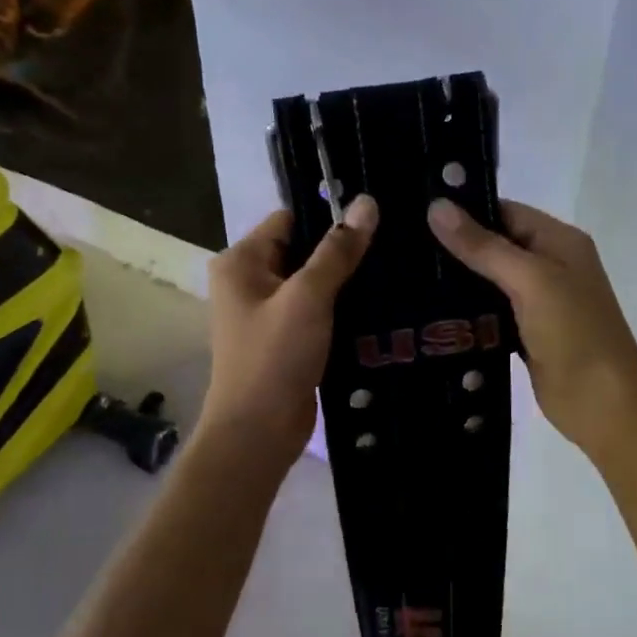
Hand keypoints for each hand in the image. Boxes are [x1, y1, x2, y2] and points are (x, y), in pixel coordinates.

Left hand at [197, 196, 378, 460]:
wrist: (259, 433)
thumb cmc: (275, 358)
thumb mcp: (308, 297)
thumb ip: (338, 250)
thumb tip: (366, 202)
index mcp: (241, 262)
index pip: (289, 219)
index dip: (328, 215)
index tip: (374, 215)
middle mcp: (249, 281)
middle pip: (303, 249)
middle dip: (343, 249)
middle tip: (393, 242)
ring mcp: (268, 312)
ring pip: (314, 282)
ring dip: (347, 280)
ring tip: (394, 269)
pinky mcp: (287, 339)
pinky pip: (318, 310)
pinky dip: (342, 307)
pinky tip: (380, 303)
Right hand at [428, 197, 636, 456]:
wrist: (603, 407)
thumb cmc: (574, 334)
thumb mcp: (530, 281)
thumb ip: (484, 246)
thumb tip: (437, 207)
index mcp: (560, 241)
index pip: (506, 212)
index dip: (466, 211)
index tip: (417, 214)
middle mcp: (551, 265)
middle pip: (496, 245)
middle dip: (456, 247)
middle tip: (402, 247)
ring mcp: (539, 302)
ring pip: (490, 281)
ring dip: (458, 281)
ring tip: (406, 275)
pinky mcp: (526, 333)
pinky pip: (491, 312)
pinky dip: (468, 312)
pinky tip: (430, 312)